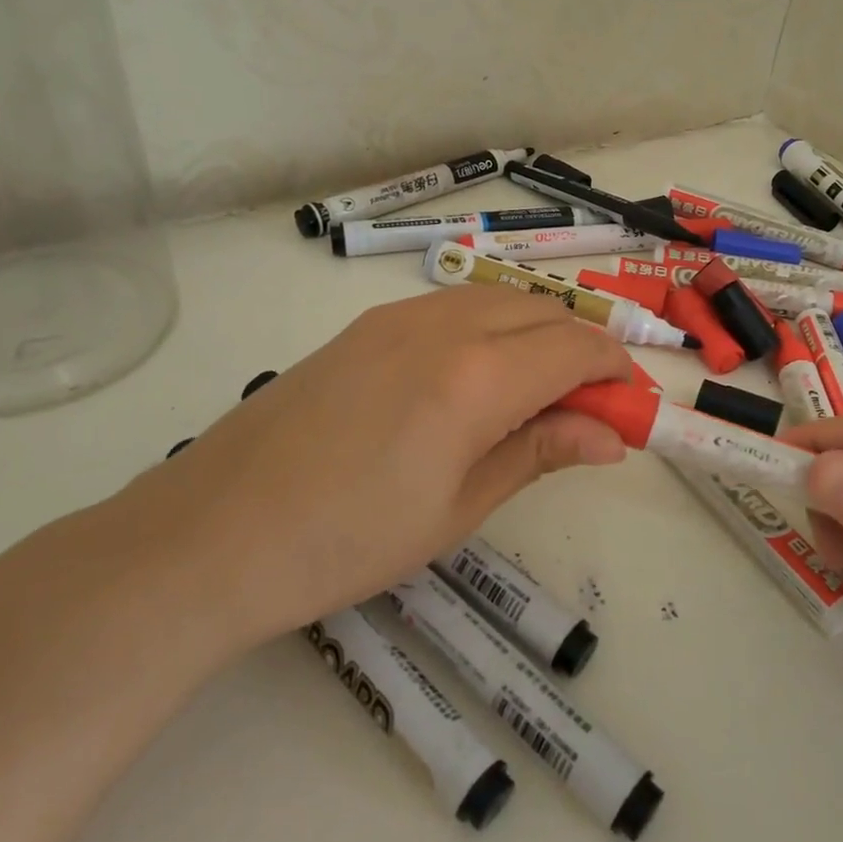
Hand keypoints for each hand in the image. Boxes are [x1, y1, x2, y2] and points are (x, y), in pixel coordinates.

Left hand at [119, 285, 630, 645]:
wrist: (215, 533)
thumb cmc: (347, 541)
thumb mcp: (459, 508)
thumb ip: (539, 452)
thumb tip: (612, 435)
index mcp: (476, 377)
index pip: (576, 348)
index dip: (615, 371)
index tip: (627, 406)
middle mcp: (444, 326)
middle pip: (543, 311)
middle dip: (580, 349)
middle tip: (584, 409)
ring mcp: (398, 318)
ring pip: (498, 299)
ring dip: (535, 333)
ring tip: (532, 395)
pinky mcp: (365, 326)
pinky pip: (451, 307)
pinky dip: (488, 328)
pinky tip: (472, 379)